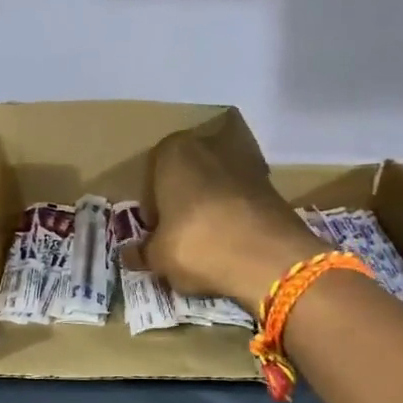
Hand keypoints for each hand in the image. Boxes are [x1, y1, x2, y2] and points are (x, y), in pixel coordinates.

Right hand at [144, 128, 322, 306]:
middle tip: (178, 237)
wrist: (268, 258)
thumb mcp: (158, 257)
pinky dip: (234, 217)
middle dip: (182, 203)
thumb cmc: (197, 245)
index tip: (155, 236)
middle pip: (186, 178)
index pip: (151, 181)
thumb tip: (130, 255)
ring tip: (207, 243)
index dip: (152, 212)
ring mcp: (245, 161)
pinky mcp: (272, 184)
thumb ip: (142, 252)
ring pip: (215, 187)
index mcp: (172, 152)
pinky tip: (231, 244)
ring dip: (209, 209)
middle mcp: (208, 145)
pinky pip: (240, 201)